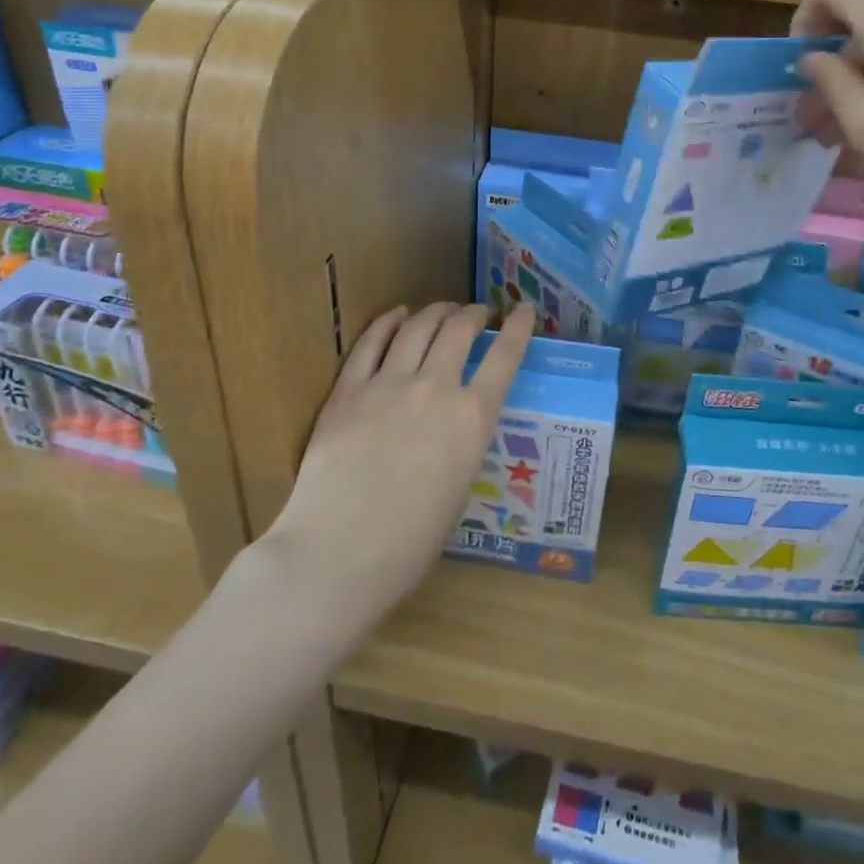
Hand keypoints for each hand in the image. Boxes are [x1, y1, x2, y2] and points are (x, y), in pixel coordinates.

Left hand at [266, 301, 534, 616]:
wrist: (339, 553)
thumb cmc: (409, 543)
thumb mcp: (460, 489)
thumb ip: (463, 444)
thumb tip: (457, 426)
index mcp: (473, 418)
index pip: (505, 356)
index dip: (520, 327)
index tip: (524, 309)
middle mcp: (436, 389)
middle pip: (459, 329)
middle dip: (474, 314)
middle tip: (478, 314)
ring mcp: (388, 385)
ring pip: (418, 327)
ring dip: (436, 311)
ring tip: (443, 309)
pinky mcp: (348, 391)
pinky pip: (371, 343)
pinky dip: (388, 322)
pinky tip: (397, 315)